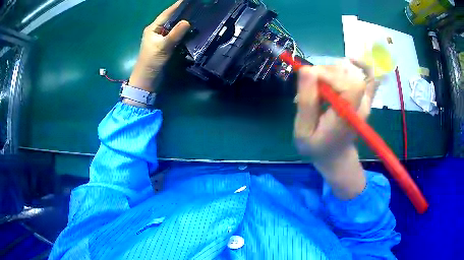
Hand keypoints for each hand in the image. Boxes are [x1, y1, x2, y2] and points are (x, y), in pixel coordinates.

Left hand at [127, 0, 189, 93]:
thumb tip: (187, 21)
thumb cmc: (151, 61)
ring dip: (183, 23)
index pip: (167, 13)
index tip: (187, 0)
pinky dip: (182, 32)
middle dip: (182, 13)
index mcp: (153, 28)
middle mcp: (157, 31)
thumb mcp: (163, 46)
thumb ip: (175, 33)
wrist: (147, 79)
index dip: (177, 6)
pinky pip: (175, 35)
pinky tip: (191, 30)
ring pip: (173, 27)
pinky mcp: (165, 46)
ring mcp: (161, 38)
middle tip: (195, 8)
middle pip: (170, 19)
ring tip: (196, 17)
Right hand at [294, 59, 378, 199]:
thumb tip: (306, 70)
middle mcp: (361, 106)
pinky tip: (351, 60)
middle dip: (326, 72)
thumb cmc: (317, 146)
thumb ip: (306, 102)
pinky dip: (362, 65)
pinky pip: (370, 76)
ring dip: (333, 71)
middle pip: (349, 75)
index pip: (349, 85)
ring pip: (353, 72)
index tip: (309, 78)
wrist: (335, 156)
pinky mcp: (365, 98)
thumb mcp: (304, 130)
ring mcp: (365, 101)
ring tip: (319, 85)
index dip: (329, 74)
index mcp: (346, 116)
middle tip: (310, 84)